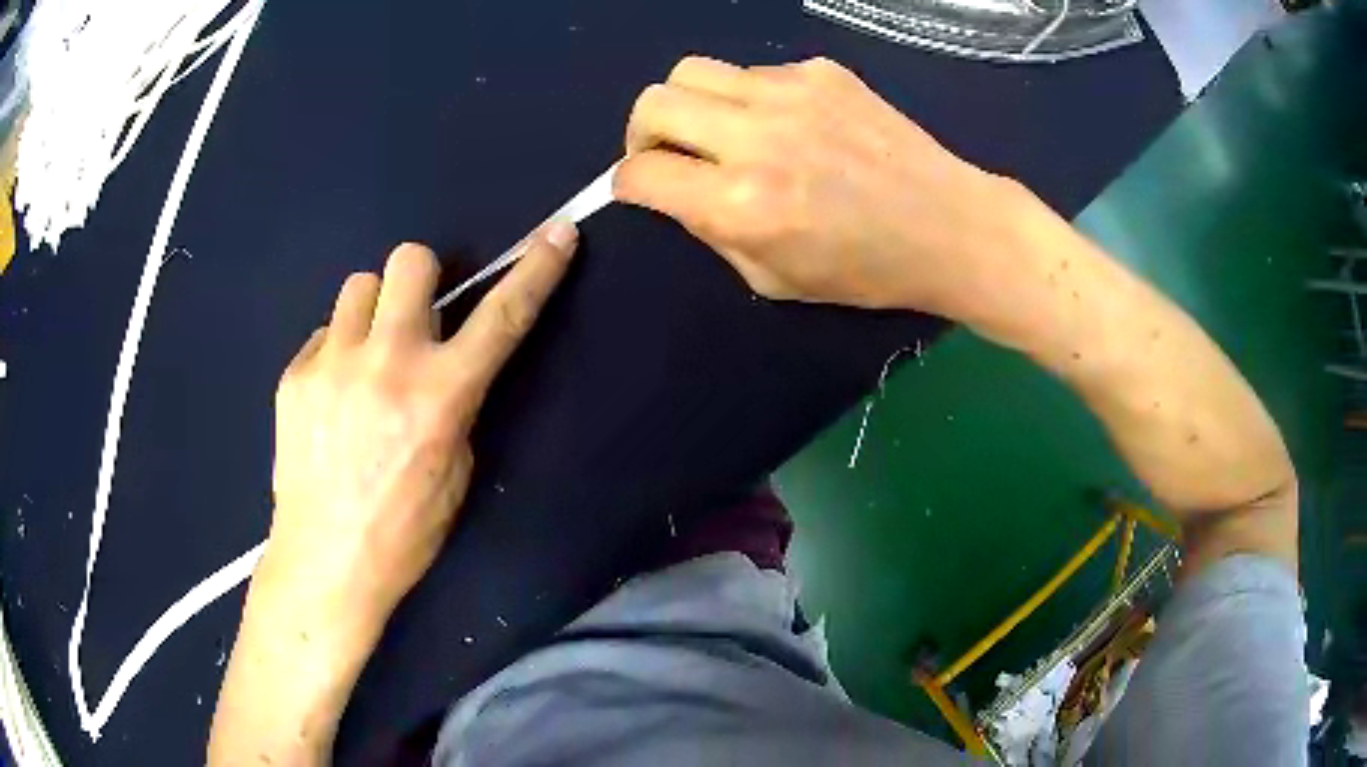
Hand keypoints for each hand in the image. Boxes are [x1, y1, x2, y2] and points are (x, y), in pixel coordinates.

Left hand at [266, 223, 577, 624]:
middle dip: (421, 280)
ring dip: (373, 311)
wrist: (326, 561)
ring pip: (359, 287)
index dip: (536, 270)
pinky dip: (336, 353)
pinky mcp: (293, 376)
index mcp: (441, 395)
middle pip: (410, 260)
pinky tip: (331, 399)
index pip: (502, 316)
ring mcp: (332, 364)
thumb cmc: (404, 531)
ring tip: (366, 357)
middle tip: (415, 318)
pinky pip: (323, 335)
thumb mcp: (455, 472)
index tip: (557, 233)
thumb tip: (443, 361)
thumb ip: (454, 403)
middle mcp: (387, 363)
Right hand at [614, 56, 1020, 316]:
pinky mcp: (821, 71)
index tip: (642, 189)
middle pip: (653, 102)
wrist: (949, 226)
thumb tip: (677, 191)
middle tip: (667, 154)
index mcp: (742, 204)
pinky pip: (753, 72)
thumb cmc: (867, 270)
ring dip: (688, 104)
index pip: (641, 174)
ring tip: (718, 131)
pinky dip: (748, 97)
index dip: (627, 184)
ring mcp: (791, 93)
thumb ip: (711, 230)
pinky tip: (785, 123)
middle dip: (642, 133)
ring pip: (693, 71)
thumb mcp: (774, 279)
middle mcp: (756, 137)